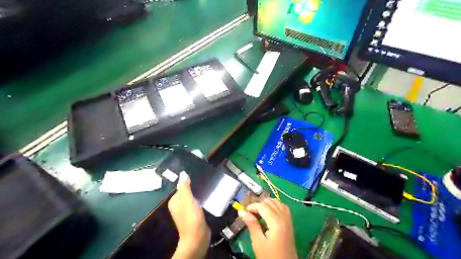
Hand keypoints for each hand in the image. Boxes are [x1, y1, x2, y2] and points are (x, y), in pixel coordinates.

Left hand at [168, 171, 209, 257]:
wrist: (197, 237)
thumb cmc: (191, 217)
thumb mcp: (187, 199)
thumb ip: (185, 186)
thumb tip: (183, 173)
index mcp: (175, 201)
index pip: (181, 187)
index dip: (188, 182)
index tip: (199, 176)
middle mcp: (179, 206)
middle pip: (187, 193)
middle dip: (195, 187)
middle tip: (206, 181)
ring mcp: (187, 212)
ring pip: (193, 199)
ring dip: (199, 194)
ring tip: (209, 187)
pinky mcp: (195, 216)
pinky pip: (198, 204)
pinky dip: (202, 201)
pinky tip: (209, 198)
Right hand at [240, 198, 297, 258]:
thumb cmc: (270, 256)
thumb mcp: (258, 242)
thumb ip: (251, 224)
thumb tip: (241, 211)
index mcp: (276, 222)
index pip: (263, 206)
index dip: (252, 206)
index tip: (243, 211)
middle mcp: (284, 217)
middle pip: (270, 202)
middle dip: (259, 204)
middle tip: (250, 213)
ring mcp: (288, 220)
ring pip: (277, 202)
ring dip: (267, 204)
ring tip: (258, 212)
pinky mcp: (290, 223)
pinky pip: (283, 208)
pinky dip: (275, 206)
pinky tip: (270, 212)